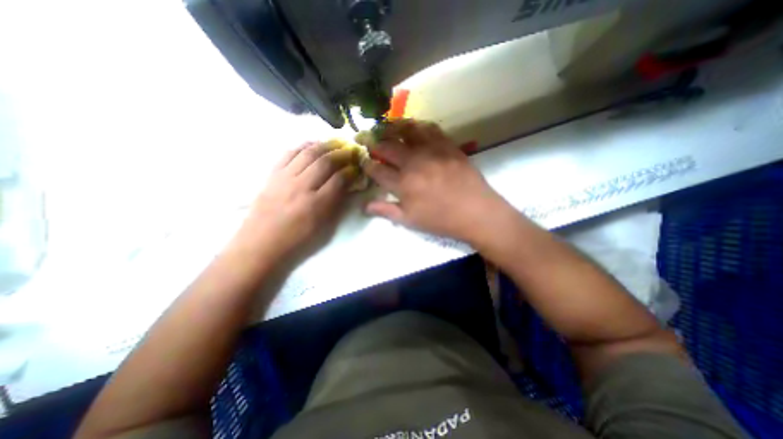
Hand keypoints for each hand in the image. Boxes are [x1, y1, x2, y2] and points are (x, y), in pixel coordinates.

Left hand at [236, 142, 358, 261]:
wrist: (261, 245)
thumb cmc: (297, 241)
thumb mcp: (325, 229)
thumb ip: (338, 205)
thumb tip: (348, 186)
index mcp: (317, 205)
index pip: (339, 179)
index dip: (351, 171)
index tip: (358, 167)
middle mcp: (301, 187)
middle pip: (325, 162)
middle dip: (342, 154)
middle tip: (351, 151)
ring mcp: (284, 178)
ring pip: (308, 153)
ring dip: (325, 145)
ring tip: (335, 143)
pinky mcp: (272, 175)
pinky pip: (288, 154)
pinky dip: (303, 146)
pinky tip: (312, 145)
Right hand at [364, 118, 510, 243]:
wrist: (476, 212)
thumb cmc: (441, 220)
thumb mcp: (410, 221)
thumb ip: (386, 210)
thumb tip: (364, 206)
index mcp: (403, 184)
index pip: (377, 170)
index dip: (367, 165)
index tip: (364, 162)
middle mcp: (413, 163)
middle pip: (388, 147)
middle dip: (374, 144)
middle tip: (368, 140)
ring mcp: (431, 151)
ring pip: (407, 132)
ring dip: (393, 128)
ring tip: (386, 127)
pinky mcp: (447, 145)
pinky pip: (430, 129)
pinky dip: (418, 125)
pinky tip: (413, 126)